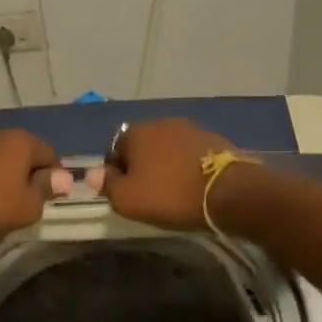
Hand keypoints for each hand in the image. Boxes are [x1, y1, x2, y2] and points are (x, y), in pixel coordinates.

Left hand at [0, 129, 58, 252]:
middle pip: (26, 154)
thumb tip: (63, 177)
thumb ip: (47, 188)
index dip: (55, 178)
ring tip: (5, 205)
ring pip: (3, 159)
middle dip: (30, 175)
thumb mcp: (28, 206)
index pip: (51, 155)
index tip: (50, 201)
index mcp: (21, 140)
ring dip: (8, 177)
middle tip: (29, 204)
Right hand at [101, 119, 238, 230]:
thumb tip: (92, 174)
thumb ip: (107, 184)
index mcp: (137, 132)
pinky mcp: (215, 140)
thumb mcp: (128, 199)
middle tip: (148, 194)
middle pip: (143, 147)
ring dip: (166, 165)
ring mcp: (191, 129)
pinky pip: (191, 154)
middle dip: (142, 167)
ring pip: (168, 149)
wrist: (228, 192)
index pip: (115, 151)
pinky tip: (194, 186)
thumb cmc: (170, 195)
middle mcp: (162, 122)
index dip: (116, 174)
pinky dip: (188, 167)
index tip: (124, 194)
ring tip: (173, 191)